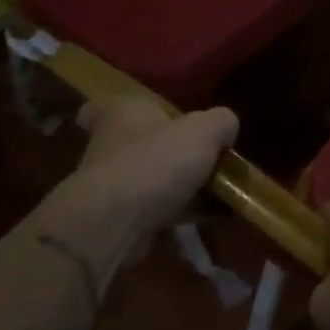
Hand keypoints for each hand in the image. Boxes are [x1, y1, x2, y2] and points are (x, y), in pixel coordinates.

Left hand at [52, 97, 237, 253]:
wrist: (116, 223)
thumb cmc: (156, 161)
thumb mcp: (205, 130)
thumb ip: (222, 122)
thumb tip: (225, 130)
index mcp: (122, 113)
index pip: (105, 106)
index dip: (124, 110)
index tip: (149, 119)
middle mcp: (110, 146)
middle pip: (140, 143)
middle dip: (169, 150)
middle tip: (204, 155)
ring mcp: (113, 184)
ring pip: (152, 178)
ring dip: (181, 185)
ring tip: (221, 190)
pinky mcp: (121, 218)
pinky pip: (159, 209)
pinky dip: (184, 211)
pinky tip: (214, 215)